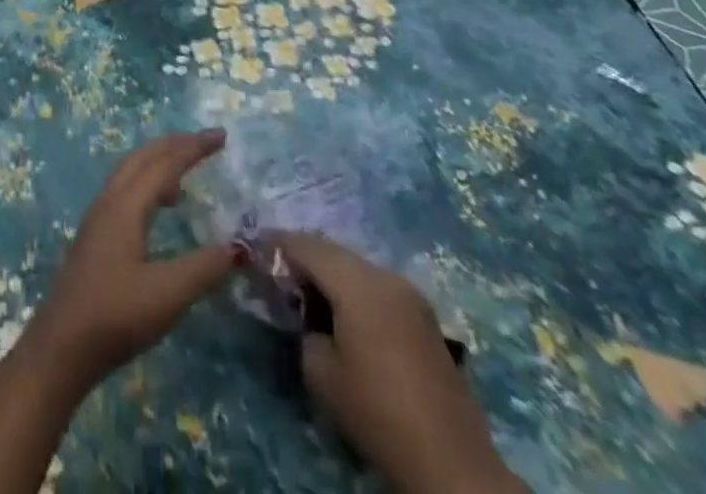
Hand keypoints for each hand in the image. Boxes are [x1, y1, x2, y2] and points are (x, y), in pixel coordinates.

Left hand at [0, 131, 237, 493]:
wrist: (61, 346)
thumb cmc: (115, 315)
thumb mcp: (167, 295)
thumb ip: (203, 268)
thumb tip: (239, 246)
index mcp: (125, 205)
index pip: (164, 163)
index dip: (193, 147)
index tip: (221, 136)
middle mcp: (109, 201)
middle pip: (142, 157)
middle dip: (174, 145)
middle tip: (206, 142)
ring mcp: (97, 218)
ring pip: (130, 173)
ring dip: (157, 162)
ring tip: (185, 172)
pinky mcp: (94, 236)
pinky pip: (124, 191)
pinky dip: (146, 184)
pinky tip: (158, 209)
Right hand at [282, 233, 525, 493]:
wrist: (451, 463)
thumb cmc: (377, 411)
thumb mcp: (321, 373)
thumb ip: (304, 330)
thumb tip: (306, 316)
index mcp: (357, 282)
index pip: (306, 245)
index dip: (277, 243)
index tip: (254, 248)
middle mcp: (385, 276)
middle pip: (333, 251)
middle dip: (303, 256)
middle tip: (276, 271)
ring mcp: (410, 295)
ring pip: (356, 267)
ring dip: (330, 273)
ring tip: (307, 293)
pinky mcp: (424, 317)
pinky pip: (377, 287)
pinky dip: (353, 289)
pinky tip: (342, 312)